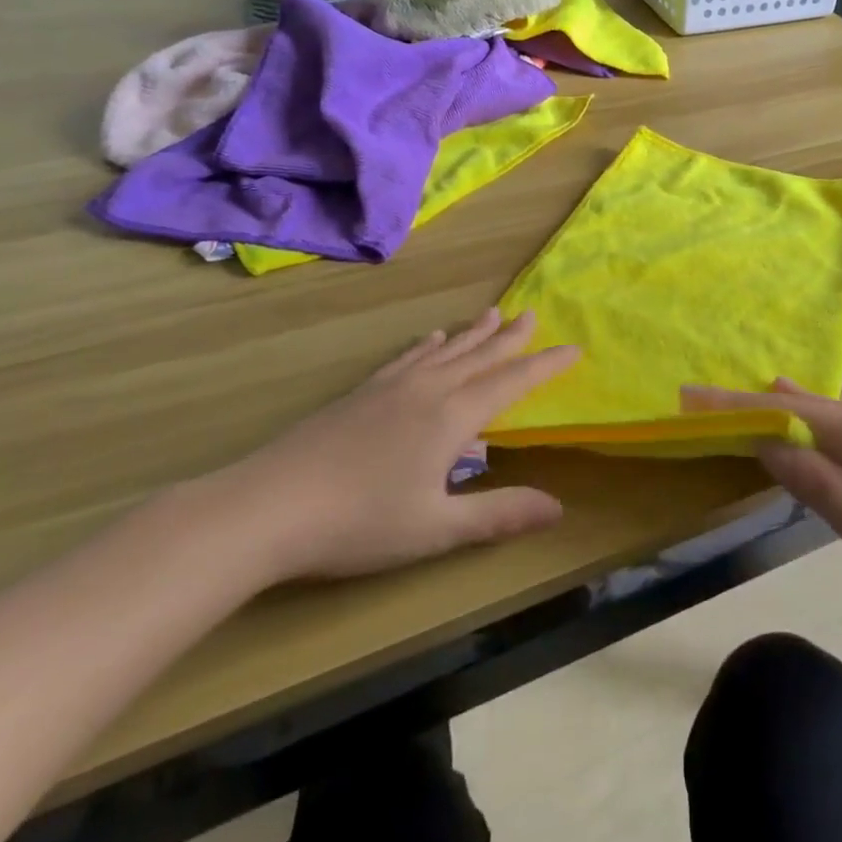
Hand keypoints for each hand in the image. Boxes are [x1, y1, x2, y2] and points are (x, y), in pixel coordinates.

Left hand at [209, 309, 576, 587]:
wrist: (268, 506)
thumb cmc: (359, 522)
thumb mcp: (436, 528)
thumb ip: (498, 514)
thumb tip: (558, 506)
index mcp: (452, 417)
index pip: (511, 382)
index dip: (545, 366)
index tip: (573, 348)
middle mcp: (427, 390)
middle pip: (479, 356)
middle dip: (510, 337)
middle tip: (532, 313)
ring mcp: (391, 388)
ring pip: (444, 351)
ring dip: (472, 333)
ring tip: (491, 313)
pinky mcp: (361, 394)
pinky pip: (407, 358)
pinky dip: (427, 345)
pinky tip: (430, 339)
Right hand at [681, 379, 841, 624]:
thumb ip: (814, 480)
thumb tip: (766, 440)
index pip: (784, 409)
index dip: (734, 405)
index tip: (689, 395)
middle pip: (801, 403)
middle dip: (752, 404)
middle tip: (706, 403)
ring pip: (823, 415)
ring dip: (781, 413)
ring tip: (744, 408)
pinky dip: (809, 426)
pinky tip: (803, 430)